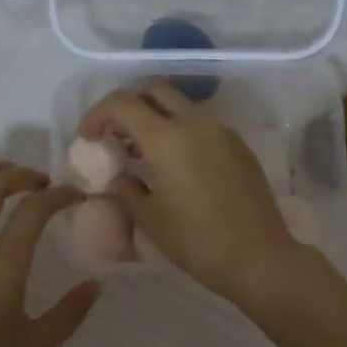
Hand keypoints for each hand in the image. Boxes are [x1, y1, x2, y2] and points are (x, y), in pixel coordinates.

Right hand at [81, 81, 306, 303]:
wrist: (257, 256)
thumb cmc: (195, 241)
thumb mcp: (149, 218)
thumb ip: (127, 190)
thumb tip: (121, 177)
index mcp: (166, 137)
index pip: (122, 103)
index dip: (97, 114)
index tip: (89, 137)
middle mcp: (196, 122)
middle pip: (155, 90)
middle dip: (130, 104)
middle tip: (118, 135)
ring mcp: (223, 131)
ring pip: (182, 105)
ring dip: (159, 117)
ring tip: (147, 153)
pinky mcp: (240, 146)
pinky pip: (204, 125)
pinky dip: (183, 132)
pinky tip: (179, 165)